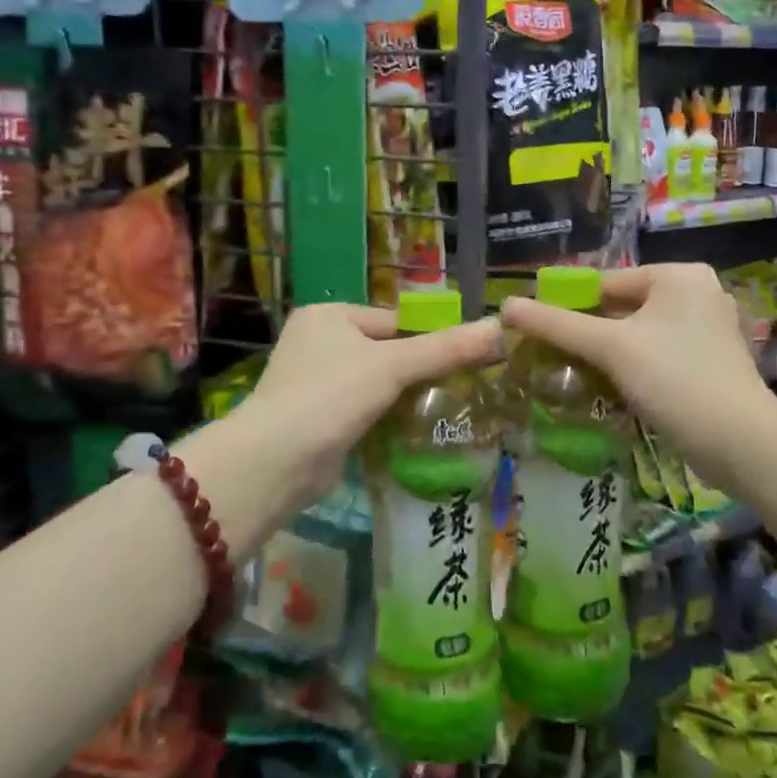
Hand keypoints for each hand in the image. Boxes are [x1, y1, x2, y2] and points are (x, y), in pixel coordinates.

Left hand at [231, 302, 504, 521]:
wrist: (276, 461)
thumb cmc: (331, 395)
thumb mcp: (393, 366)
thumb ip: (445, 349)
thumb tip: (500, 328)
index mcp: (328, 316)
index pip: (393, 321)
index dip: (428, 340)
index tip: (464, 360)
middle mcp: (316, 343)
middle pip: (385, 352)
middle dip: (417, 372)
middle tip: (461, 388)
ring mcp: (313, 383)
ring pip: (375, 384)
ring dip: (403, 399)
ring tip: (445, 411)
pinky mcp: (317, 419)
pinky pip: (363, 411)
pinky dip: (385, 419)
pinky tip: (414, 431)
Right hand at [499, 264, 774, 474]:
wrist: (740, 442)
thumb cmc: (674, 379)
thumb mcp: (610, 347)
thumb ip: (557, 325)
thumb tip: (505, 306)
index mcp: (678, 275)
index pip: (606, 283)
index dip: (569, 307)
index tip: (540, 335)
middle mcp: (698, 293)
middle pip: (623, 308)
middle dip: (591, 334)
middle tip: (555, 359)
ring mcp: (708, 329)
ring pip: (640, 335)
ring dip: (610, 355)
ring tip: (578, 377)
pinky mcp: (711, 362)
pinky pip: (659, 355)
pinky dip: (635, 368)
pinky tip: (614, 391)